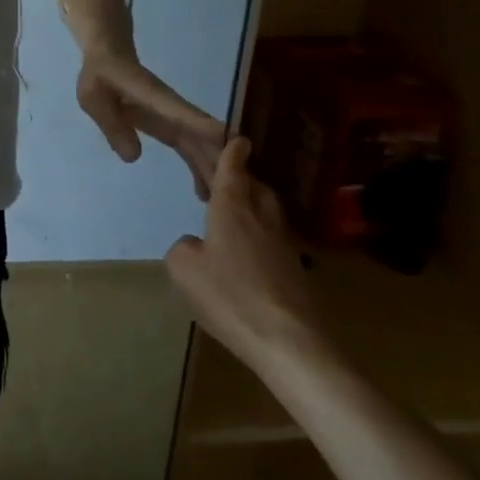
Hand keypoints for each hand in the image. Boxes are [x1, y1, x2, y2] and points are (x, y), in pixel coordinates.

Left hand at [76, 50, 228, 198]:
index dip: (206, 130)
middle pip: (203, 137)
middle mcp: (173, 110)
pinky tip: (204, 191)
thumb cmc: (100, 75)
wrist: (108, 59)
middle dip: (219, 163)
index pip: (185, 115)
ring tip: (222, 203)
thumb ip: (111, 124)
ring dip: (213, 170)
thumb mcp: (93, 98)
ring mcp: (175, 119)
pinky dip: (199, 168)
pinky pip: (190, 149)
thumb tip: (133, 157)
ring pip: (201, 146)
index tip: (232, 148)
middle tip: (235, 197)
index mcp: (155, 99)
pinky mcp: (171, 127)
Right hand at [164, 138, 322, 368]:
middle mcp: (261, 218)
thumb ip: (183, 249)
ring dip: (254, 204)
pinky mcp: (296, 269)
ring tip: (235, 211)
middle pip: (256, 186)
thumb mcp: (184, 271)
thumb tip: (195, 245)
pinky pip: (274, 237)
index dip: (232, 153)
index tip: (237, 138)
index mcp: (232, 209)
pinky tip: (249, 250)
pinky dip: (261, 233)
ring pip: (269, 211)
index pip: (233, 170)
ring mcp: (284, 244)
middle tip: (228, 177)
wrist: (289, 341)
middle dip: (244, 177)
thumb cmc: (229, 297)